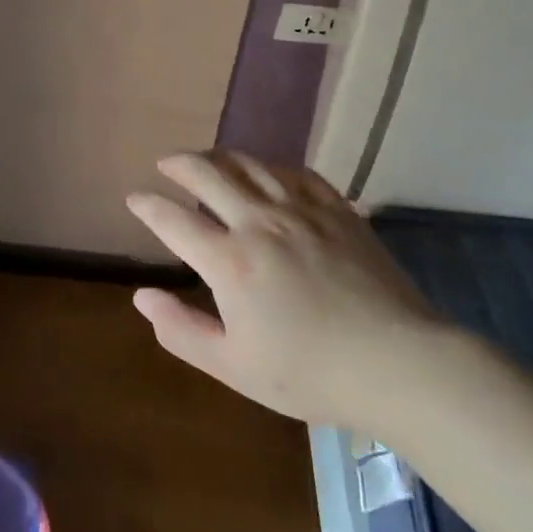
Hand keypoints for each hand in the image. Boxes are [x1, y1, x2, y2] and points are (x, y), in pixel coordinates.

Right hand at [125, 151, 446, 432]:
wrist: (398, 364)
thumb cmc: (310, 373)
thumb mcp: (234, 366)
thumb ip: (182, 330)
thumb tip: (142, 296)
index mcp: (230, 261)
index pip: (173, 220)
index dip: (147, 205)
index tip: (134, 197)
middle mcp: (259, 222)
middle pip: (207, 174)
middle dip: (178, 164)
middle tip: (165, 164)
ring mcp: (301, 210)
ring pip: (250, 164)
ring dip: (220, 157)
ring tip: (208, 160)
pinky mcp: (337, 208)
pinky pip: (295, 172)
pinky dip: (270, 167)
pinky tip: (267, 172)